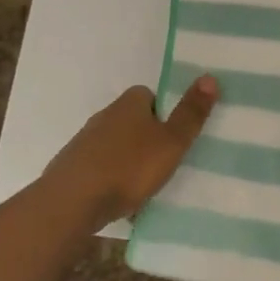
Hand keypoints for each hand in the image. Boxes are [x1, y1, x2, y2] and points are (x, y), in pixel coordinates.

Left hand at [42, 76, 217, 224]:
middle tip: (163, 162)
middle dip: (146, 138)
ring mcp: (84, 141)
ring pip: (115, 146)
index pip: (150, 96)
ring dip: (127, 160)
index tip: (174, 136)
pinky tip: (117, 199)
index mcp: (129, 103)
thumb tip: (210, 76)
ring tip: (142, 186)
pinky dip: (108, 179)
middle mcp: (105, 115)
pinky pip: (98, 168)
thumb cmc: (128, 168)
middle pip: (132, 120)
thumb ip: (190, 113)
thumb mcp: (171, 142)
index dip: (164, 113)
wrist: (70, 204)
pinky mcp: (70, 168)